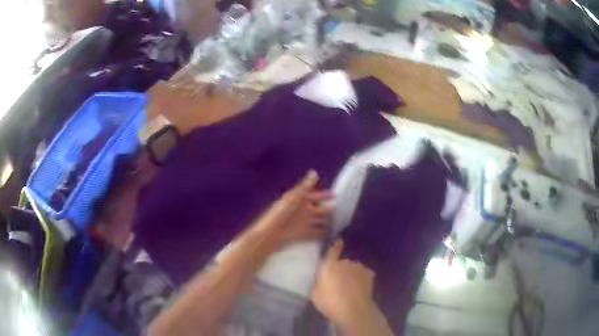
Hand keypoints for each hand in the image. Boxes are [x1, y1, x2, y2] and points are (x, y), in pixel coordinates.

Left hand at [252, 170, 333, 248]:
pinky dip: (323, 234)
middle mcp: (302, 212)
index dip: (324, 195)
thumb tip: (314, 172)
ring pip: (318, 221)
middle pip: (318, 210)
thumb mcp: (293, 198)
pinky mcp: (303, 235)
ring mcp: (303, 224)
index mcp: (299, 201)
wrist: (272, 234)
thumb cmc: (282, 214)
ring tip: (340, 223)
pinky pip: (316, 233)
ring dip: (327, 222)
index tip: (336, 195)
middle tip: (342, 211)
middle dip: (328, 209)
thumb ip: (305, 186)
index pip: (314, 196)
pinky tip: (331, 235)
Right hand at [312, 239, 375, 327]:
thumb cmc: (330, 302)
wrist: (354, 310)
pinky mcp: (369, 275)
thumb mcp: (315, 294)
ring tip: (350, 288)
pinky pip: (363, 274)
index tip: (338, 240)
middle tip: (339, 283)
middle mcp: (345, 262)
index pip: (332, 250)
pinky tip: (359, 289)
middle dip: (341, 270)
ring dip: (352, 274)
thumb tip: (322, 279)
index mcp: (329, 265)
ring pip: (354, 268)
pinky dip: (361, 279)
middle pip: (343, 263)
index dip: (335, 245)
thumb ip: (319, 282)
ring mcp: (359, 267)